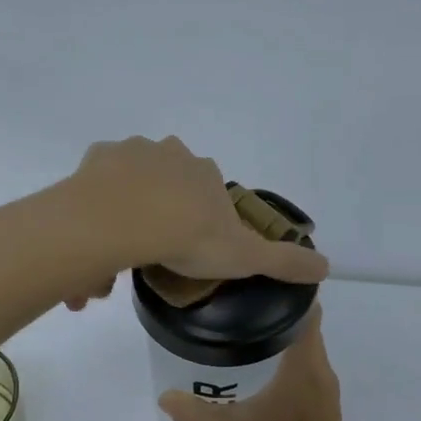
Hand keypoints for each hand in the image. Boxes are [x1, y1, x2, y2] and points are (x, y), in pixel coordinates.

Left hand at [62, 136, 330, 309]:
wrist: (123, 222)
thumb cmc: (187, 237)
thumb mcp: (245, 256)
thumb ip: (283, 262)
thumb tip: (327, 266)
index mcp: (203, 173)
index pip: (207, 191)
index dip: (199, 218)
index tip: (188, 247)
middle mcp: (169, 154)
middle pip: (166, 184)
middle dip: (160, 215)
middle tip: (151, 254)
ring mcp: (128, 154)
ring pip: (129, 185)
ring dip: (126, 214)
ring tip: (118, 258)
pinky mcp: (93, 162)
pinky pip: (96, 189)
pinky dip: (97, 211)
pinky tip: (95, 242)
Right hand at [159, 307, 357, 420]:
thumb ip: (195, 413)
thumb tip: (164, 397)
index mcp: (304, 364)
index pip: (307, 309)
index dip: (288, 291)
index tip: (258, 282)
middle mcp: (320, 369)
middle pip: (304, 326)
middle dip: (275, 314)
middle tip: (237, 307)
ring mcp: (325, 390)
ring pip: (305, 350)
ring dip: (281, 339)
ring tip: (243, 335)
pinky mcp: (324, 407)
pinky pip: (306, 370)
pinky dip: (286, 362)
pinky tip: (260, 375)